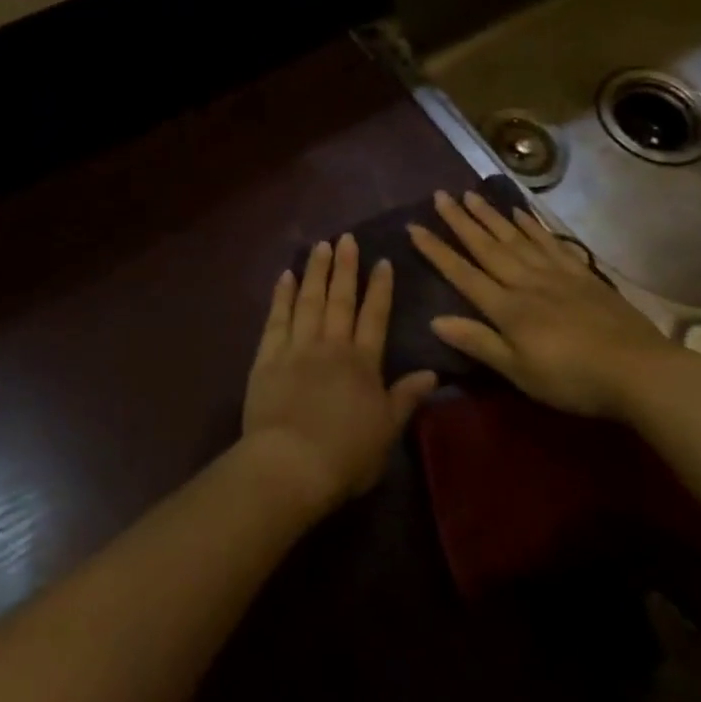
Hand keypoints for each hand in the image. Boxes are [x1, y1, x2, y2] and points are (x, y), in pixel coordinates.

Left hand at [242, 235, 437, 508]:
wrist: (291, 463)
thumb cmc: (346, 455)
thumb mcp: (387, 431)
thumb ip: (406, 398)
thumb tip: (431, 372)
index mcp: (362, 362)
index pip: (374, 316)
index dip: (379, 288)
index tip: (382, 261)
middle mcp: (331, 345)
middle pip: (340, 299)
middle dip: (345, 267)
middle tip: (347, 238)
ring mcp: (297, 346)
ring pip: (309, 300)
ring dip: (316, 271)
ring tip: (320, 246)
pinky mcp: (268, 356)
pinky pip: (277, 318)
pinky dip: (282, 295)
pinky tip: (286, 276)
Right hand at [409, 190, 683, 419]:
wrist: (638, 370)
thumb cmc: (573, 380)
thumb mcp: (520, 372)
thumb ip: (478, 342)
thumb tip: (434, 320)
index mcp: (507, 308)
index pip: (463, 274)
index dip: (437, 251)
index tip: (414, 226)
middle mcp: (525, 282)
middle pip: (487, 247)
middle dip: (460, 221)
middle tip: (440, 195)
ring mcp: (555, 274)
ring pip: (515, 238)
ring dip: (491, 216)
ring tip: (471, 194)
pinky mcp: (581, 274)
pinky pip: (550, 243)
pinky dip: (532, 225)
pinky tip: (520, 212)